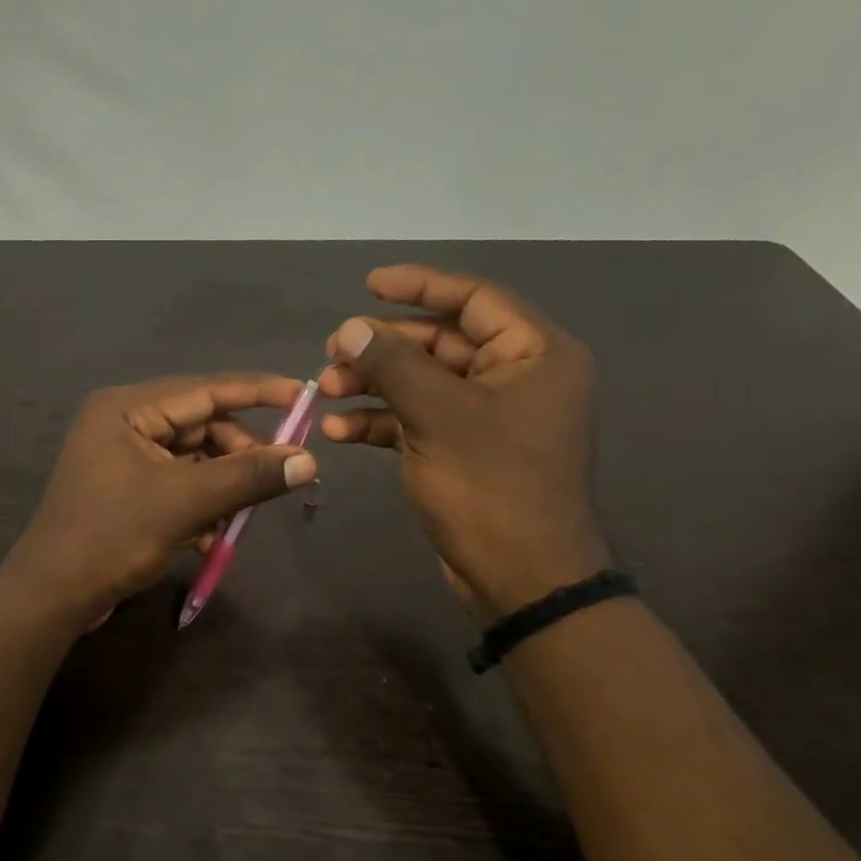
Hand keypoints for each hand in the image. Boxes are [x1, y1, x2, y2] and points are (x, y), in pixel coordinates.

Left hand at [2, 375, 319, 626]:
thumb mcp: (185, 503)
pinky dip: (200, 506)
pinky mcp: (126, 489)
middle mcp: (123, 423)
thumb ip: (247, 477)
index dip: (257, 392)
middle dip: (239, 455)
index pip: (205, 390)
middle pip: (201, 426)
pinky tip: (210, 538)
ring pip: (193, 460)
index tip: (303, 396)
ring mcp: (122, 457)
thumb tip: (308, 460)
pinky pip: (177, 484)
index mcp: (127, 409)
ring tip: (239, 519)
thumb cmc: (113, 536)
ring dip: (221, 488)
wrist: (53, 594)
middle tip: (277, 478)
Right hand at [320, 266, 609, 616]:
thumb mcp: (437, 414)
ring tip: (325, 391)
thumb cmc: (490, 484)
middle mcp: (517, 378)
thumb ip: (391, 364)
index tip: (369, 285)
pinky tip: (338, 429)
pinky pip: (418, 420)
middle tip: (331, 351)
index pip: (474, 300)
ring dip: (373, 385)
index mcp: (534, 354)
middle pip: (441, 343)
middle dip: (383, 347)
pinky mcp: (464, 451)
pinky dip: (381, 422)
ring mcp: (489, 418)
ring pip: (423, 384)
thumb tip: (350, 328)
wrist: (520, 576)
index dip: (420, 287)